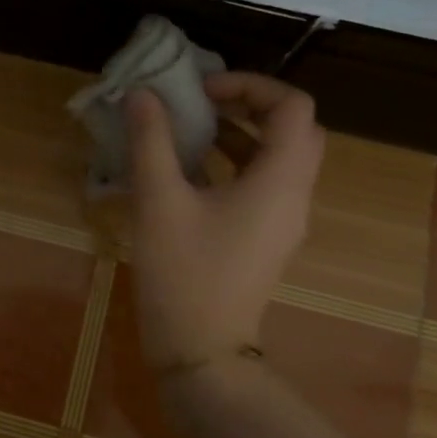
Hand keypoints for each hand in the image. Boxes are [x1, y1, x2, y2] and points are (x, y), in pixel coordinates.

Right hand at [126, 72, 326, 370]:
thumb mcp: (159, 201)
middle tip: (202, 103)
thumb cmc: (183, 273)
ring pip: (277, 158)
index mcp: (280, 180)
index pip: (293, 107)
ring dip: (239, 133)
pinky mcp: (265, 238)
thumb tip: (143, 94)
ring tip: (189, 129)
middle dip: (248, 105)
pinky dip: (233, 163)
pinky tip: (187, 171)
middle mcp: (293, 196)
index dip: (251, 85)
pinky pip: (261, 184)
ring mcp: (283, 220)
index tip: (203, 91)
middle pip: (292, 129)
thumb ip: (151, 141)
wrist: (201, 352)